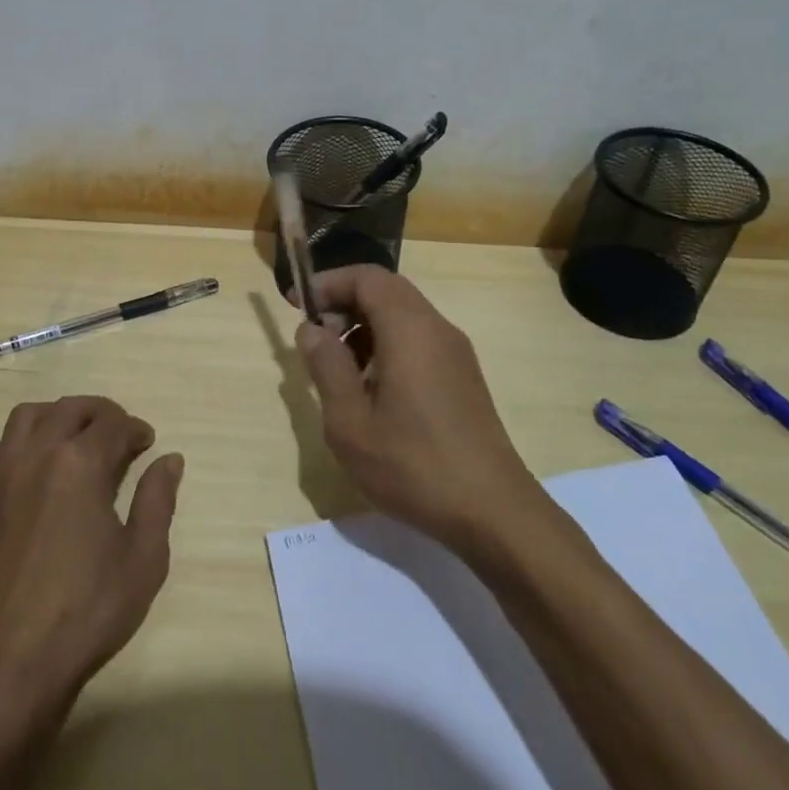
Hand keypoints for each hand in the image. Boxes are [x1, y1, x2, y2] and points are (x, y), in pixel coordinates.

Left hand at [0, 396, 182, 719]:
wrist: (10, 660)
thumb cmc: (87, 610)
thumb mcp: (143, 558)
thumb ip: (157, 500)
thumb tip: (169, 460)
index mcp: (79, 464)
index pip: (113, 423)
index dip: (135, 429)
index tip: (147, 444)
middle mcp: (36, 455)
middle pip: (70, 409)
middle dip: (100, 413)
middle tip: (119, 435)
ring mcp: (0, 475)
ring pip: (27, 417)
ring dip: (57, 416)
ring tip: (75, 438)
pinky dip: (21, 442)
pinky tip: (34, 469)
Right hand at [294, 266, 534, 552]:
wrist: (492, 512)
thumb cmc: (412, 464)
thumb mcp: (350, 421)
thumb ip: (326, 366)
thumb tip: (311, 329)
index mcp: (410, 329)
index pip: (366, 277)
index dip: (328, 283)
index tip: (296, 304)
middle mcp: (437, 329)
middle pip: (386, 291)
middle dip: (344, 304)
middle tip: (315, 339)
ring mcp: (456, 353)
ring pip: (403, 316)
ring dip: (365, 328)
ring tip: (339, 371)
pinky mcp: (463, 377)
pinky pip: (418, 341)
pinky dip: (387, 347)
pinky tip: (372, 392)